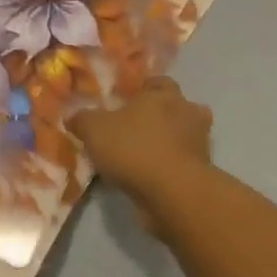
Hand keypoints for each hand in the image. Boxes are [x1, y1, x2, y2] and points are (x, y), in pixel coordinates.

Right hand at [69, 78, 214, 231]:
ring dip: (169, 142)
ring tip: (143, 155)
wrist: (173, 193)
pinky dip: (170, 167)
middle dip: (161, 115)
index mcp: (163, 94)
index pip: (158, 82)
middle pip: (177, 107)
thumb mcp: (94, 129)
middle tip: (136, 128)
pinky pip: (183, 163)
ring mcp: (200, 144)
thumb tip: (74, 117)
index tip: (126, 101)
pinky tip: (150, 177)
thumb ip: (83, 119)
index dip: (143, 90)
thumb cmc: (134, 148)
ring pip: (184, 136)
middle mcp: (187, 113)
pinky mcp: (203, 173)